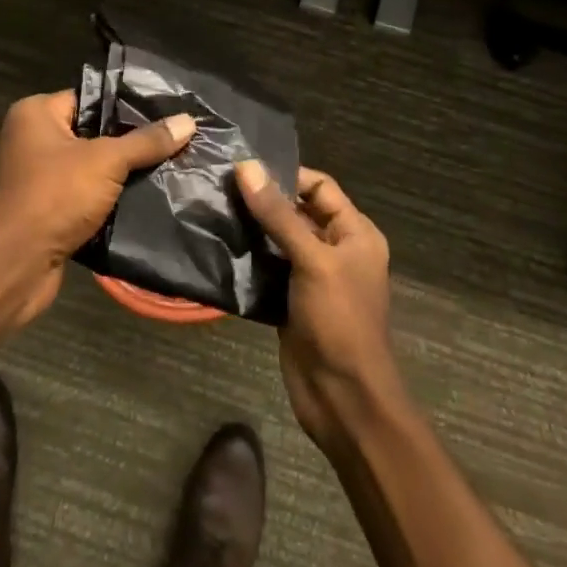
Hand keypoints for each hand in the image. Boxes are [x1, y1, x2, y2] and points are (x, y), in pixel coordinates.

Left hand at [0, 92, 195, 324]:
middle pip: (90, 133)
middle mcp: (29, 139)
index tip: (166, 112)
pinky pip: (81, 197)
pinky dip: (105, 201)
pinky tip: (142, 201)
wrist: (12, 267)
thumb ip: (146, 141)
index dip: (126, 105)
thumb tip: (188, 121)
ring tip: (167, 169)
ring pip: (88, 168)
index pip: (89, 98)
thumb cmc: (53, 197)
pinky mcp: (41, 212)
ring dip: (119, 176)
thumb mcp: (106, 162)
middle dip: (128, 143)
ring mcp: (33, 178)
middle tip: (173, 141)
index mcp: (34, 114)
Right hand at [238, 161, 403, 446]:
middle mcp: (335, 248)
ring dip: (250, 228)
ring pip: (277, 239)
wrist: (343, 398)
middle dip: (262, 200)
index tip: (243, 169)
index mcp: (354, 233)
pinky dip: (246, 257)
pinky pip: (267, 267)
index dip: (285, 175)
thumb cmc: (339, 321)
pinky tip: (218, 244)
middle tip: (218, 185)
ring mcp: (311, 276)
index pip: (319, 186)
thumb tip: (246, 167)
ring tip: (212, 208)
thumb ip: (278, 215)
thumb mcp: (312, 261)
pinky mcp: (290, 299)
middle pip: (296, 211)